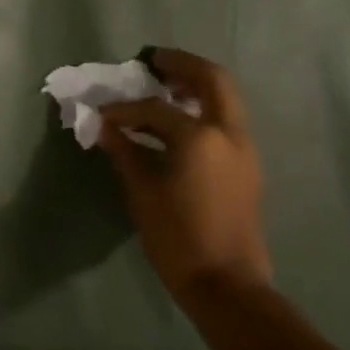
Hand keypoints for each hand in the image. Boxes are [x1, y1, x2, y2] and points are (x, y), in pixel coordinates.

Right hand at [98, 48, 271, 304]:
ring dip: (196, 84)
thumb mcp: (143, 194)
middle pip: (212, 79)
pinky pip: (226, 119)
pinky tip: (178, 121)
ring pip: (225, 97)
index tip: (102, 113)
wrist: (227, 287)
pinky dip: (205, 107)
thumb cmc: (179, 240)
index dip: (124, 109)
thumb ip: (124, 152)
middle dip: (182, 65)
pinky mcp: (247, 165)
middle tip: (153, 62)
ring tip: (164, 87)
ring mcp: (243, 148)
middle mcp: (228, 133)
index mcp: (200, 137)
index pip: (154, 109)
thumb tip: (103, 126)